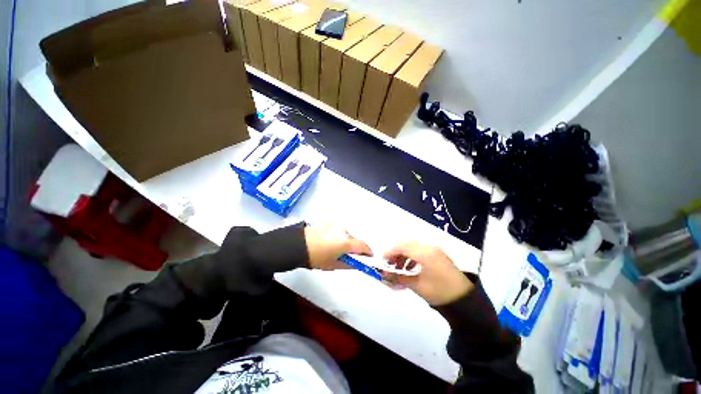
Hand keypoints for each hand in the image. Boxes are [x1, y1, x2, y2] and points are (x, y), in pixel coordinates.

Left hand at [304, 223, 372, 269]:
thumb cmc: (316, 258)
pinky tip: (334, 237)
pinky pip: (342, 225)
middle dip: (356, 245)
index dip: (367, 252)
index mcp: (346, 242)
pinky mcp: (331, 219)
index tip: (367, 256)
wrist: (298, 244)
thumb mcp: (333, 265)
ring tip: (340, 244)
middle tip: (351, 252)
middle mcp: (345, 229)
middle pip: (357, 237)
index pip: (363, 245)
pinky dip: (342, 231)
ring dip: (349, 237)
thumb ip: (349, 264)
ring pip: (349, 230)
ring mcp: (338, 222)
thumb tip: (358, 263)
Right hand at [383, 242, 472, 305]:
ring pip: (413, 246)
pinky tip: (410, 267)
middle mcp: (429, 247)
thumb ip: (398, 277)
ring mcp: (434, 250)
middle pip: (407, 243)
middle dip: (396, 252)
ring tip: (398, 267)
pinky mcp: (437, 254)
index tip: (382, 260)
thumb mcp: (417, 285)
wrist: (464, 300)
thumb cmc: (439, 292)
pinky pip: (420, 250)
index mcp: (425, 253)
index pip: (402, 246)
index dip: (390, 251)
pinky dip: (412, 256)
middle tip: (389, 263)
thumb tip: (383, 274)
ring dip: (403, 254)